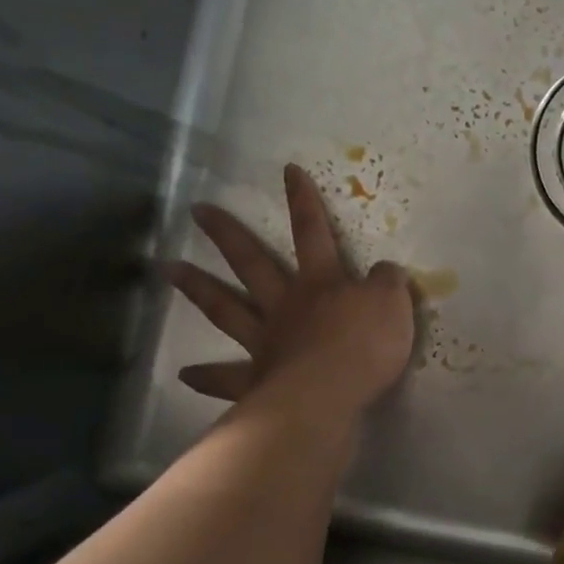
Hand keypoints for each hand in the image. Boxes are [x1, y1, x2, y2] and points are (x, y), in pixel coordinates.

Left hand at [168, 164, 413, 414]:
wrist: (332, 392)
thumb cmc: (366, 344)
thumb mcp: (393, 304)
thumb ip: (387, 283)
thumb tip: (385, 270)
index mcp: (321, 283)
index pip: (313, 232)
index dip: (303, 201)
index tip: (287, 171)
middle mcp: (286, 305)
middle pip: (252, 263)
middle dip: (228, 235)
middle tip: (198, 211)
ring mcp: (266, 341)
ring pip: (227, 309)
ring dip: (199, 288)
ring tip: (170, 270)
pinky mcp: (257, 380)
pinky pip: (227, 377)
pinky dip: (207, 376)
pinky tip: (185, 375)